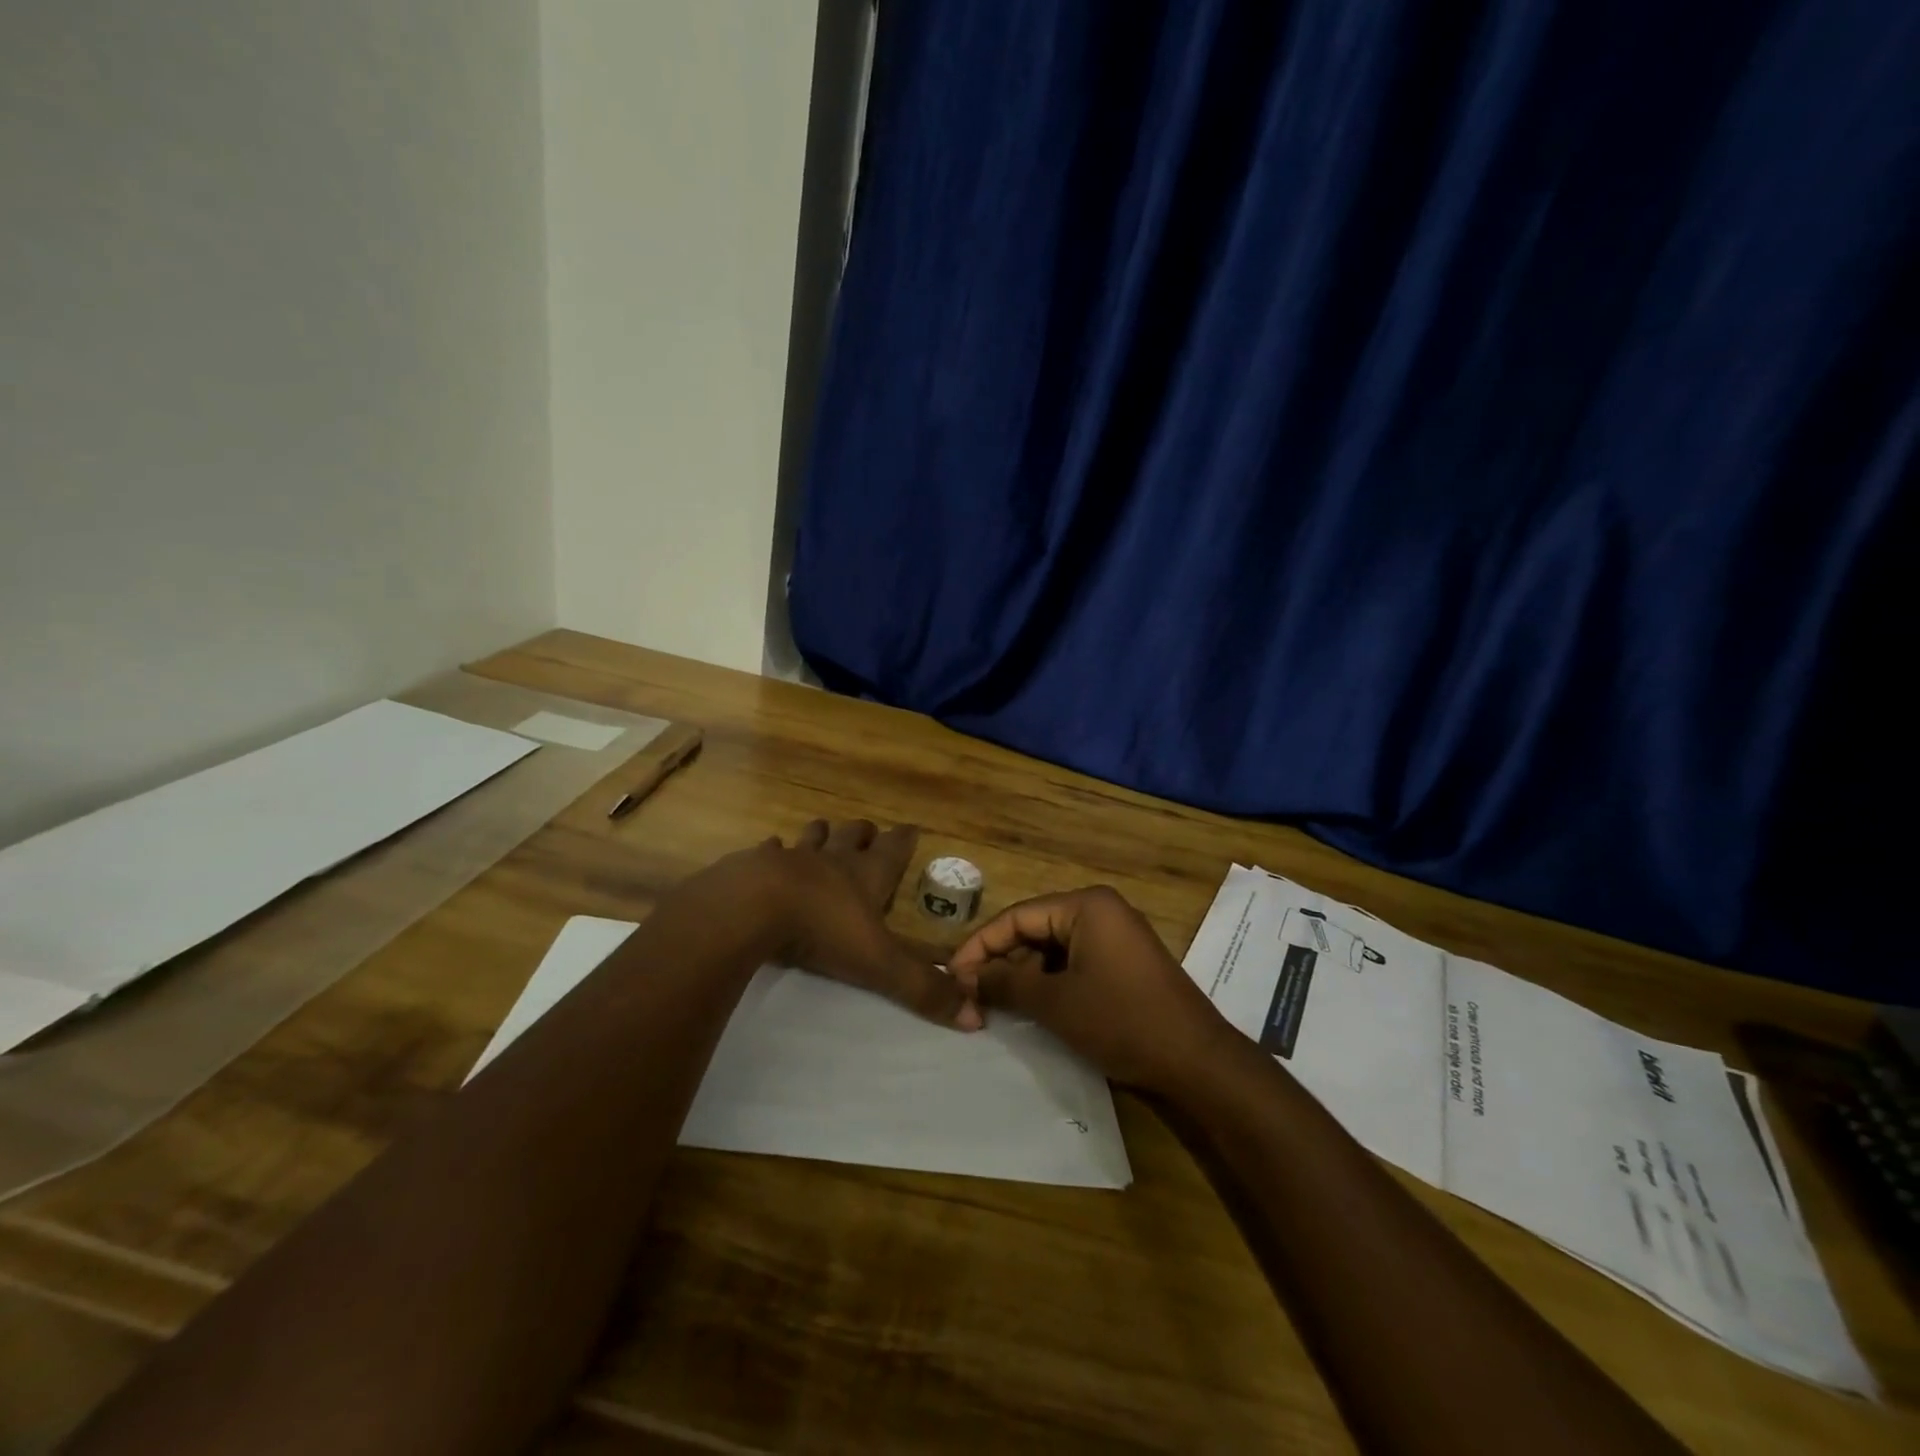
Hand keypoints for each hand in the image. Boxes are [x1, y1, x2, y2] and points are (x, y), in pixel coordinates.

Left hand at [752, 819, 980, 1030]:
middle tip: (869, 831)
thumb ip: (922, 989)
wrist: (753, 906)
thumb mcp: (879, 964)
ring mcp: (792, 858)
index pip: (893, 850)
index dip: (905, 839)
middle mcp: (832, 860)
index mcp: (866, 876)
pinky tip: (770, 848)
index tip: (912, 827)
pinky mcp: (755, 865)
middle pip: (852, 836)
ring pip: (812, 836)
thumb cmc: (823, 930)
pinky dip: (772, 849)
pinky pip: (768, 850)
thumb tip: (976, 1018)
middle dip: (863, 833)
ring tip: (824, 830)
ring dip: (821, 834)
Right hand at [947, 886, 1231, 1091]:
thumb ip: (1006, 984)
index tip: (951, 975)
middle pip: (1035, 929)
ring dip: (1025, 976)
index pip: (1017, 916)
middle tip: (972, 996)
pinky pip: (1075, 963)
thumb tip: (966, 977)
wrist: (1197, 1062)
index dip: (980, 946)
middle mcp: (1101, 911)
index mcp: (1086, 906)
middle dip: (1003, 963)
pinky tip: (1033, 1009)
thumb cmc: (1122, 1021)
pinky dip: (1051, 983)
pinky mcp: (1124, 963)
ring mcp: (1116, 937)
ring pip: (1053, 949)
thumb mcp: (1056, 1003)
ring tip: (997, 1007)